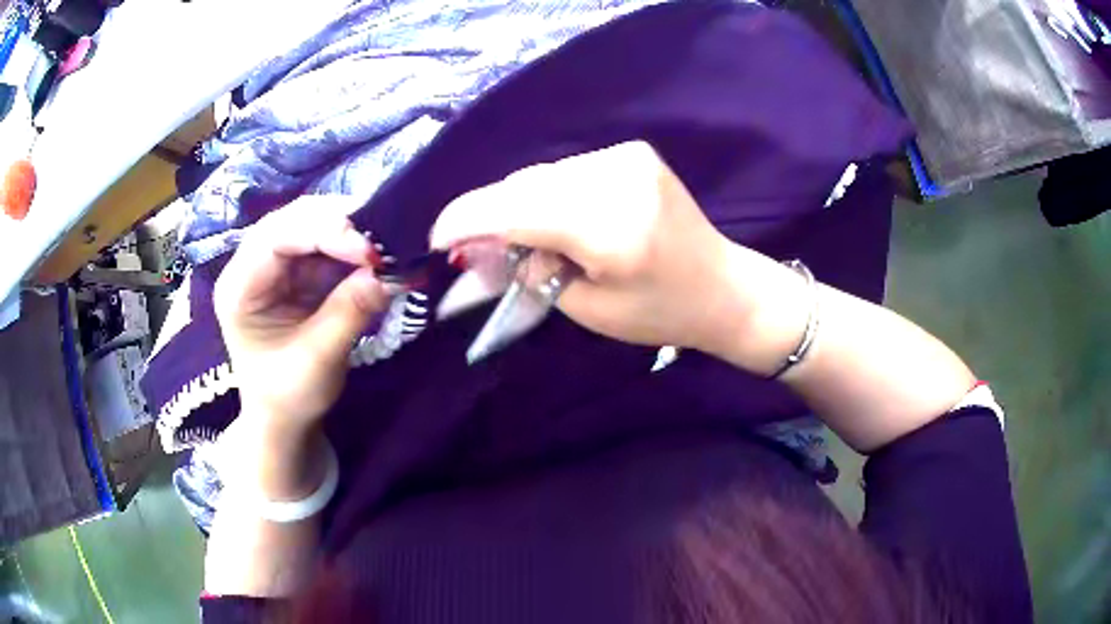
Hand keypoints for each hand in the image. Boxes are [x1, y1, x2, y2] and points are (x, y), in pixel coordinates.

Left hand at [215, 196, 391, 432]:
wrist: (284, 418)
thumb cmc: (288, 396)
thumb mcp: (318, 360)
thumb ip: (350, 312)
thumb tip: (391, 273)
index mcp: (239, 287)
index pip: (276, 237)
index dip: (323, 232)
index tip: (369, 250)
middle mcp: (253, 266)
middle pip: (294, 220)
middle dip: (340, 224)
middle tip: (384, 239)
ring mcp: (277, 265)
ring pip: (314, 225)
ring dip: (351, 232)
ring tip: (385, 246)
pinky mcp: (298, 271)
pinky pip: (328, 245)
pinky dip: (354, 248)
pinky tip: (376, 256)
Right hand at [430, 141, 778, 355]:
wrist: (723, 286)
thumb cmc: (659, 313)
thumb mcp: (588, 309)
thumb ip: (529, 272)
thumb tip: (480, 246)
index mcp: (611, 229)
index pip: (517, 211)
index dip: (467, 220)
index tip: (436, 238)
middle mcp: (618, 178)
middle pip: (524, 185)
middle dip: (491, 214)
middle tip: (475, 248)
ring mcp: (627, 157)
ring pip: (542, 175)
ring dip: (520, 203)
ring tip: (528, 238)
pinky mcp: (632, 152)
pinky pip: (567, 170)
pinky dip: (548, 193)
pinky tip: (561, 219)